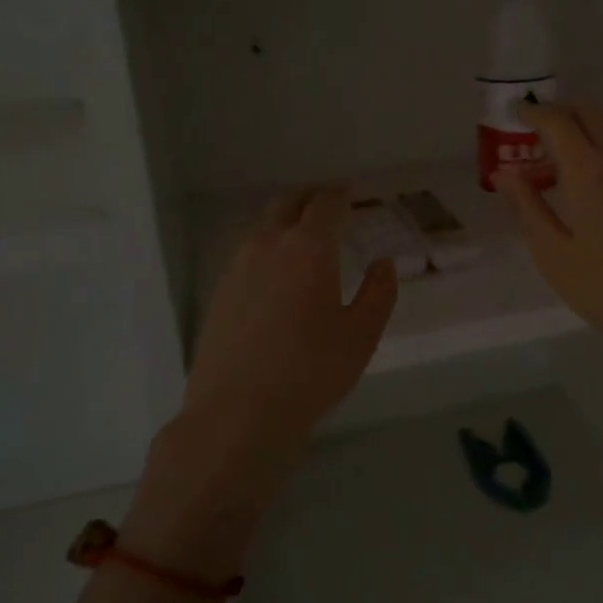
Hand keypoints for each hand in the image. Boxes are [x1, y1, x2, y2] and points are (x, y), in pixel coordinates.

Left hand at [125, 187, 396, 580]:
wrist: (238, 412)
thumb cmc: (312, 370)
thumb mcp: (362, 334)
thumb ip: (379, 292)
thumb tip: (383, 264)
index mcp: (308, 248)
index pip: (326, 204)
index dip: (340, 193)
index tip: (350, 190)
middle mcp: (268, 245)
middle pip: (287, 203)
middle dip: (310, 197)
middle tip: (327, 202)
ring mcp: (236, 268)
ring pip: (263, 227)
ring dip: (285, 221)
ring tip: (303, 236)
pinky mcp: (219, 293)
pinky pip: (246, 253)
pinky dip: (266, 247)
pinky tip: (275, 273)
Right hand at [496, 102, 602, 398]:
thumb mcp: (554, 256)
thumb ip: (527, 208)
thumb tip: (505, 173)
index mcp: (589, 172)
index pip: (558, 122)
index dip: (533, 112)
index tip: (514, 113)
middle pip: (589, 113)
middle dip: (559, 110)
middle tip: (534, 125)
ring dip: (584, 121)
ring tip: (560, 144)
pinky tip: (591, 170)